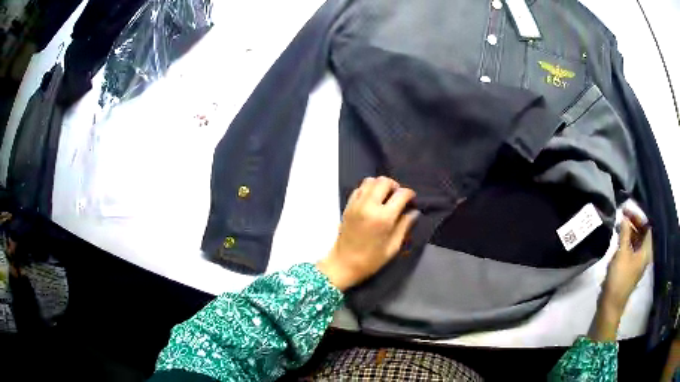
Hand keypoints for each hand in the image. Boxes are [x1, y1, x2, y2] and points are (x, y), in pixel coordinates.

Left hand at [316, 177, 418, 290]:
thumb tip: (414, 212)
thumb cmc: (371, 259)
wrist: (343, 263)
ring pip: (370, 181)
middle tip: (398, 197)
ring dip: (381, 185)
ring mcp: (356, 204)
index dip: (410, 194)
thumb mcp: (393, 246)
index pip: (401, 194)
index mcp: (383, 217)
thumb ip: (404, 226)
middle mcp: (369, 205)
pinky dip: (368, 189)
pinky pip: (359, 188)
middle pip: (384, 181)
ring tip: (385, 196)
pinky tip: (373, 200)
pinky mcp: (348, 205)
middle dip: (395, 186)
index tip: (412, 200)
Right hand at [589, 215, 651, 341]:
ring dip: (628, 232)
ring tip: (618, 225)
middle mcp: (644, 255)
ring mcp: (637, 262)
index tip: (627, 210)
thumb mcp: (622, 253)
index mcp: (646, 251)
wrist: (611, 304)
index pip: (647, 227)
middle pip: (641, 233)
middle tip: (622, 215)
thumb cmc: (619, 278)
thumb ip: (624, 233)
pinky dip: (626, 241)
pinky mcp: (629, 267)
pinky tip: (618, 238)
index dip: (638, 216)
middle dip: (633, 223)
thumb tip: (624, 218)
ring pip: (635, 241)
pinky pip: (630, 249)